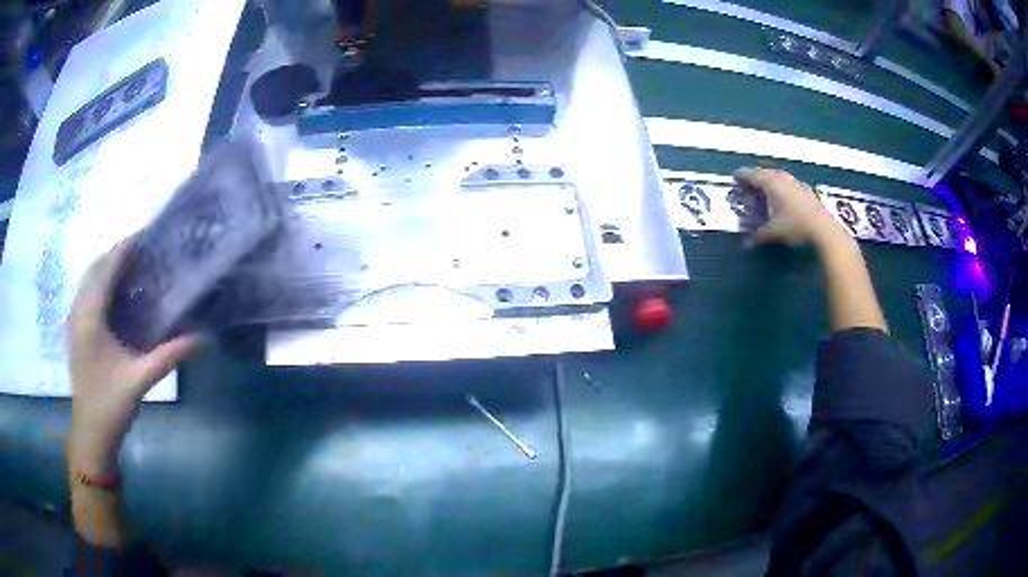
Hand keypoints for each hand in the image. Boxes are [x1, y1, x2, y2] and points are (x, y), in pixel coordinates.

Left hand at [68, 238, 198, 474]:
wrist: (90, 434)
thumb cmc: (111, 405)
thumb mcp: (140, 379)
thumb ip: (169, 355)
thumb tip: (203, 338)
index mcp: (89, 317)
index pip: (106, 267)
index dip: (125, 247)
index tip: (148, 234)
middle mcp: (78, 310)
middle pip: (95, 267)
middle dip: (118, 253)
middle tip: (145, 251)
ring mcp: (74, 320)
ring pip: (89, 279)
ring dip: (109, 267)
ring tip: (134, 267)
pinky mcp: (76, 331)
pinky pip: (87, 293)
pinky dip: (102, 283)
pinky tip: (117, 294)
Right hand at [733, 167, 847, 246]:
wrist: (824, 230)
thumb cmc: (795, 227)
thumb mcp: (773, 232)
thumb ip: (759, 235)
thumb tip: (746, 244)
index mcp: (770, 183)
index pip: (751, 175)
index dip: (742, 176)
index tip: (734, 176)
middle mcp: (782, 178)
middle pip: (765, 173)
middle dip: (755, 177)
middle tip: (748, 182)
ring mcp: (796, 183)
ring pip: (778, 177)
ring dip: (770, 181)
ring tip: (765, 189)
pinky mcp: (806, 191)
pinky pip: (788, 184)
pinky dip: (782, 188)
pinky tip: (783, 197)